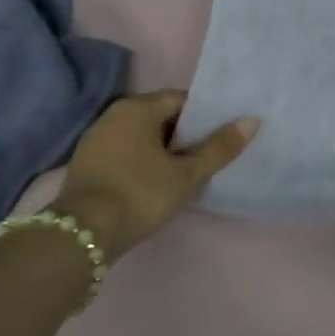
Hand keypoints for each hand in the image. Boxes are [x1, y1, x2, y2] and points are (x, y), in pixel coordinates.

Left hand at [51, 91, 259, 260]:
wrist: (82, 235)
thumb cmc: (141, 194)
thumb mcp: (187, 173)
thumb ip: (220, 147)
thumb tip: (252, 120)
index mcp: (138, 107)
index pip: (182, 100)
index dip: (205, 117)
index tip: (221, 137)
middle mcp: (114, 114)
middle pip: (161, 116)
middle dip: (185, 134)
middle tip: (208, 156)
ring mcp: (96, 138)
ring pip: (142, 135)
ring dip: (163, 149)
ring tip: (186, 171)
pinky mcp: (87, 162)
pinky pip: (125, 151)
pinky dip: (143, 161)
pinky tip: (156, 182)